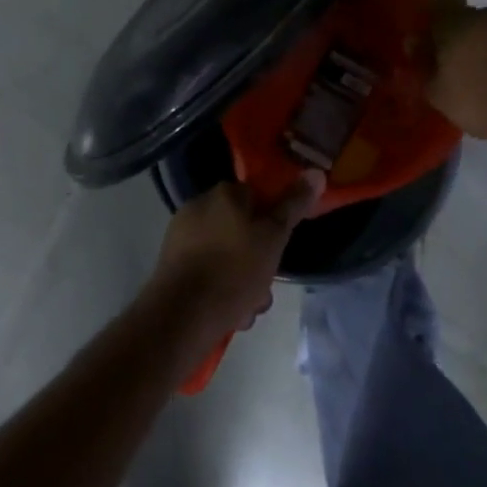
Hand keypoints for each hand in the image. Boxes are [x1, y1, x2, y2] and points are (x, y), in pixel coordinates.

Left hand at [146, 174, 323, 344]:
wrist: (182, 315)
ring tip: (249, 310)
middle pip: (241, 229)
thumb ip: (294, 205)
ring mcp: (181, 235)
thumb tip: (316, 172)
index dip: (272, 223)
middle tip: (265, 288)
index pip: (257, 197)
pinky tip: (230, 314)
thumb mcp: (274, 237)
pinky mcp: (170, 264)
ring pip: (225, 254)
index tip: (279, 248)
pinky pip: (206, 270)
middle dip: (257, 260)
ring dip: (241, 280)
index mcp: (224, 193)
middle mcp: (199, 206)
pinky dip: (219, 288)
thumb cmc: (234, 270)